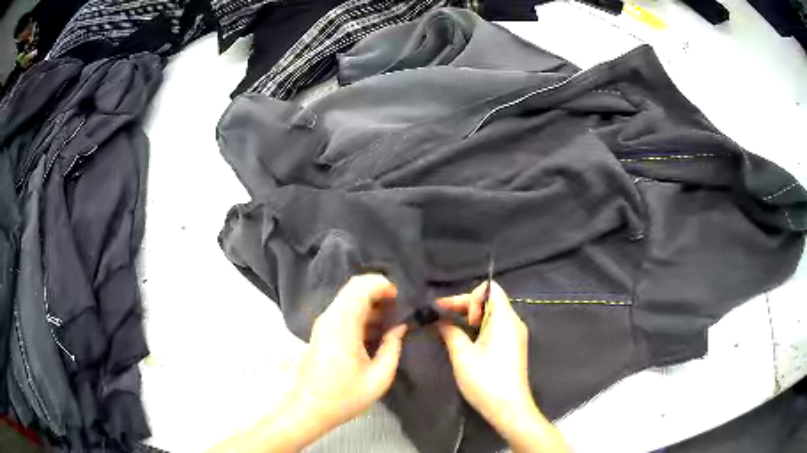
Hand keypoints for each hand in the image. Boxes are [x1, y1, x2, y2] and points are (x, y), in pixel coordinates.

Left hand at [210, 274, 406, 452]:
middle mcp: (330, 317)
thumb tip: (400, 327)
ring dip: (371, 302)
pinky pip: (344, 310)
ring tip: (391, 321)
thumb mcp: (379, 377)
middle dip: (379, 291)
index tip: (401, 300)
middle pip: (355, 286)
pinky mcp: (322, 331)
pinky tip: (375, 331)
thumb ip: (393, 347)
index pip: (362, 285)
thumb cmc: (344, 396)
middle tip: (399, 310)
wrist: (309, 408)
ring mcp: (324, 323)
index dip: (384, 285)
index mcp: (343, 324)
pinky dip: (361, 312)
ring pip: (349, 297)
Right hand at [437, 281, 533, 423]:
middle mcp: (514, 322)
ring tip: (450, 330)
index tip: (453, 315)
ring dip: (470, 319)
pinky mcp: (513, 347)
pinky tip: (464, 341)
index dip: (468, 297)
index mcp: (505, 319)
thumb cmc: (486, 380)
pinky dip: (479, 329)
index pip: (489, 289)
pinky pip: (496, 328)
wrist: (510, 408)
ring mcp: (515, 335)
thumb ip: (450, 332)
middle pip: (490, 301)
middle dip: (464, 306)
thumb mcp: (462, 356)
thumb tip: (440, 320)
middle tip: (441, 319)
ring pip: (492, 315)